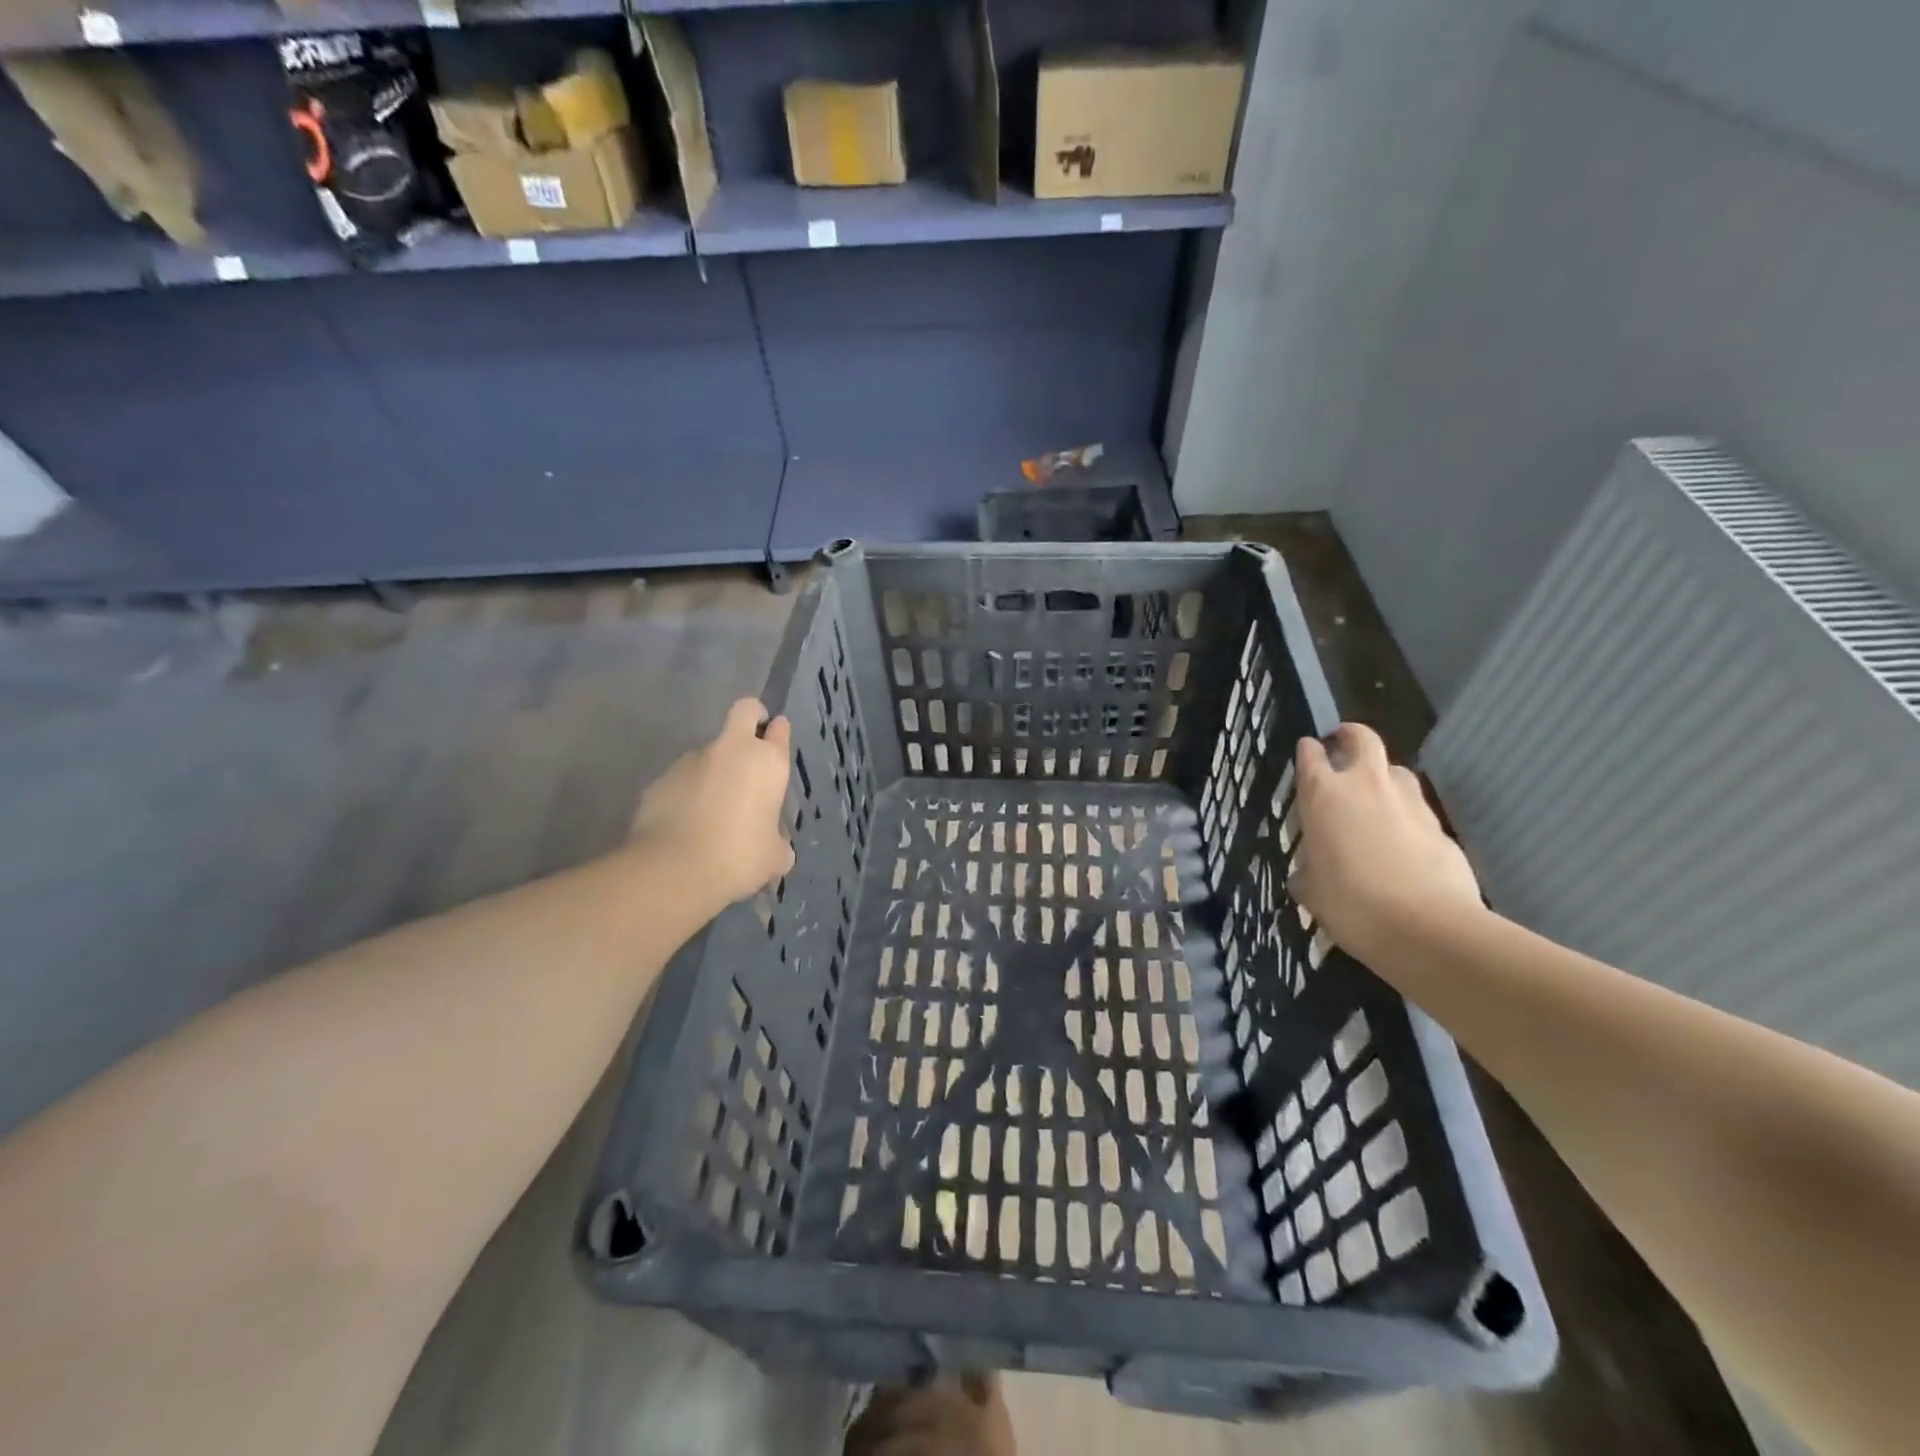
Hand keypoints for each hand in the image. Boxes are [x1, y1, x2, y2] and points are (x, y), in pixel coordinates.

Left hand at [631, 698, 795, 907]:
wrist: (673, 869)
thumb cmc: (739, 857)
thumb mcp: (774, 856)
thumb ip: (777, 841)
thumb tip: (774, 844)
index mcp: (767, 763)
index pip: (779, 730)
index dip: (778, 733)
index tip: (776, 741)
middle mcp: (731, 750)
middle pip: (744, 711)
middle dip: (751, 718)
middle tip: (751, 746)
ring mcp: (691, 761)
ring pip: (708, 752)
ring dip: (714, 770)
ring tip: (711, 810)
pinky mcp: (660, 779)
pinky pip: (681, 780)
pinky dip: (687, 793)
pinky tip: (686, 824)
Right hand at [1288, 722, 1482, 961]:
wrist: (1427, 928)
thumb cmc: (1350, 904)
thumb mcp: (1310, 891)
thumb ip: (1307, 872)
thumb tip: (1308, 873)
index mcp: (1323, 795)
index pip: (1311, 755)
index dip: (1308, 750)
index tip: (1307, 749)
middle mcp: (1365, 786)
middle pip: (1362, 739)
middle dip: (1351, 735)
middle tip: (1342, 743)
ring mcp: (1408, 802)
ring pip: (1396, 770)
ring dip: (1383, 775)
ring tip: (1374, 796)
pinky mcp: (1440, 826)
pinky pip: (1417, 807)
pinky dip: (1406, 814)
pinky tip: (1401, 839)